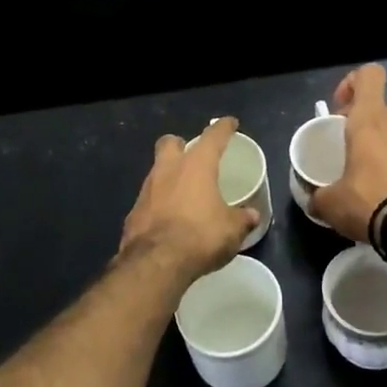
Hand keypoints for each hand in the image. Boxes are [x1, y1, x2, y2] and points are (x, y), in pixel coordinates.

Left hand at [119, 117, 257, 279]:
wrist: (155, 262)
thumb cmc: (200, 236)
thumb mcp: (231, 230)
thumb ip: (242, 219)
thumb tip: (252, 215)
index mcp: (196, 166)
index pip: (213, 137)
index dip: (223, 128)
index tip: (229, 123)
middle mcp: (168, 170)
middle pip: (171, 143)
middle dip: (181, 145)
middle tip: (193, 156)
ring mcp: (147, 189)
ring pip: (157, 170)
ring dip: (169, 176)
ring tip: (184, 192)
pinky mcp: (134, 211)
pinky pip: (149, 199)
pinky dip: (159, 203)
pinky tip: (168, 218)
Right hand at [310, 64, 386, 244]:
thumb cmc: (368, 202)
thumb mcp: (330, 203)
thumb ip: (318, 195)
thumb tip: (314, 200)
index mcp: (371, 121)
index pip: (369, 75)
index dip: (352, 83)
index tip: (339, 110)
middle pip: (378, 111)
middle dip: (362, 127)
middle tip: (347, 153)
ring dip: (381, 150)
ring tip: (368, 181)